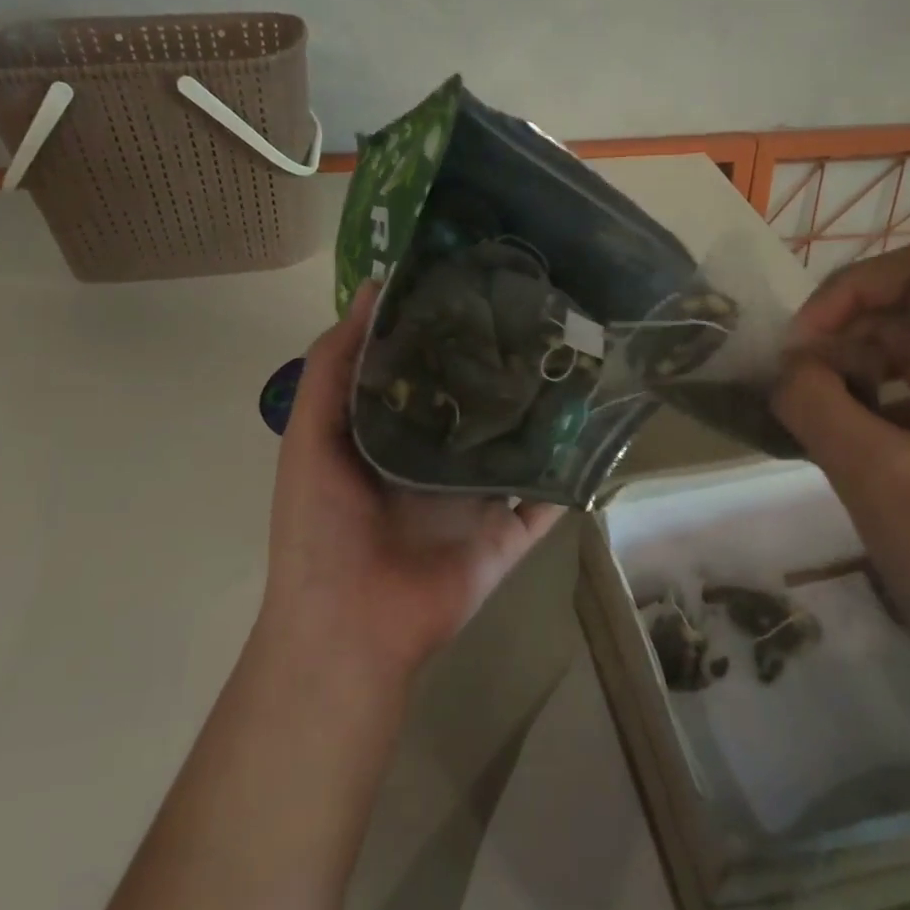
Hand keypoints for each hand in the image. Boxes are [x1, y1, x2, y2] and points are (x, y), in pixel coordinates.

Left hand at [260, 281, 564, 688]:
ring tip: (580, 359)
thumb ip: (333, 367)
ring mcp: (478, 499)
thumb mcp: (311, 435)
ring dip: (544, 413)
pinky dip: (571, 472)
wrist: (350, 625)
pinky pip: (548, 499)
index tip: (481, 284)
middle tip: (544, 313)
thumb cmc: (320, 526)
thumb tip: (373, 290)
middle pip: (479, 405)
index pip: (428, 371)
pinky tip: (599, 429)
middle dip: (503, 366)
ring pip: (519, 446)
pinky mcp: (509, 533)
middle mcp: (439, 460)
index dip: (449, 331)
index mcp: (392, 435)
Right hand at [771, 244, 909, 710]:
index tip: (798, 346)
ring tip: (812, 428)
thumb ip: (815, 404)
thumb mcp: (875, 476)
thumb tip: (785, 370)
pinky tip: (844, 458)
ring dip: (852, 382)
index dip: (848, 290)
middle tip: (793, 396)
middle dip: (841, 343)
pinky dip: (872, 419)